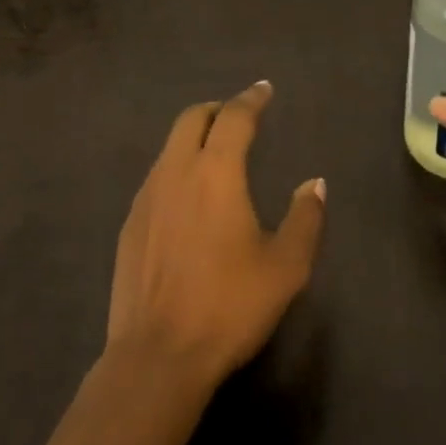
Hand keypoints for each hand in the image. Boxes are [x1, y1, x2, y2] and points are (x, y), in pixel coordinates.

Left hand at [108, 81, 326, 387]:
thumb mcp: (285, 267)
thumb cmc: (228, 306)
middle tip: (238, 118)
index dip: (251, 99)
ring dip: (194, 138)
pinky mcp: (130, 221)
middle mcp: (176, 170)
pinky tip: (188, 199)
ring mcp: (147, 195)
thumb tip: (314, 183)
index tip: (263, 89)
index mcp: (215, 171)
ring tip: (215, 156)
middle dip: (217, 109)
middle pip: (192, 118)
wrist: (157, 355)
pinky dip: (177, 168)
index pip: (234, 117)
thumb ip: (305, 218)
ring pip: (170, 146)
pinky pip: (157, 176)